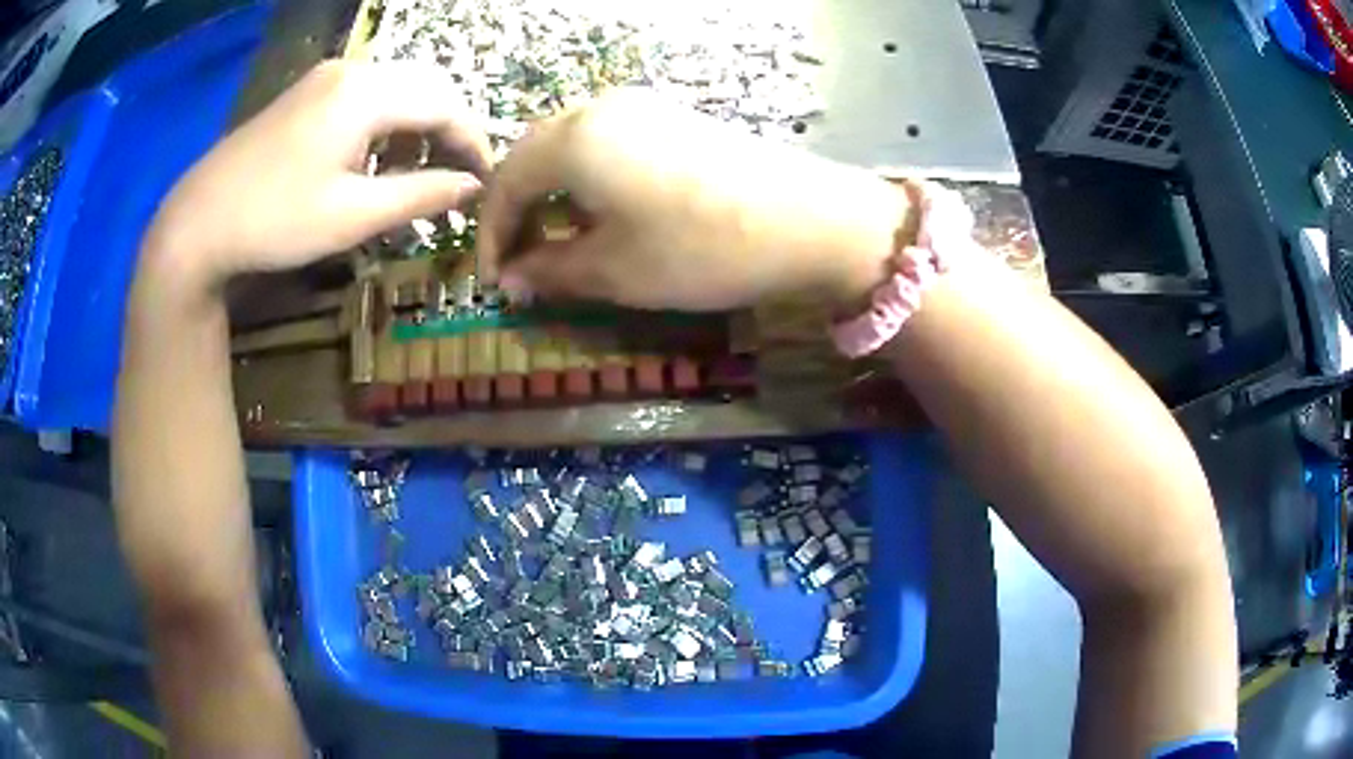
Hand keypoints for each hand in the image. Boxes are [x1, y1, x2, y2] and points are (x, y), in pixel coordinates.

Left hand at [146, 60, 491, 284]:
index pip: (445, 104)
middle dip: (451, 130)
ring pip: (397, 89)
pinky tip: (376, 159)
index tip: (488, 181)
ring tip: (419, 173)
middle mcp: (353, 69)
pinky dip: (387, 124)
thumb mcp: (352, 216)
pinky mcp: (308, 92)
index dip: (475, 142)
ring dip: (419, 126)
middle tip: (459, 177)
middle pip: (426, 87)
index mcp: (367, 92)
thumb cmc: (275, 221)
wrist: (197, 223)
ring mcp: (326, 77)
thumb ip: (421, 195)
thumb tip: (473, 187)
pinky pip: (367, 96)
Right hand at [476, 89, 908, 311]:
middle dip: (519, 211)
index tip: (493, 282)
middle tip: (522, 262)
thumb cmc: (700, 248)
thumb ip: (551, 271)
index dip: (491, 236)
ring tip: (561, 243)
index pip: (505, 183)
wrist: (808, 220)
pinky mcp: (674, 118)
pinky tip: (606, 214)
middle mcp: (599, 110)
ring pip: (570, 149)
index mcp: (573, 140)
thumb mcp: (615, 270)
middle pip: (534, 157)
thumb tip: (513, 279)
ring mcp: (642, 108)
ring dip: (554, 195)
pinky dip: (590, 181)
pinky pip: (608, 144)